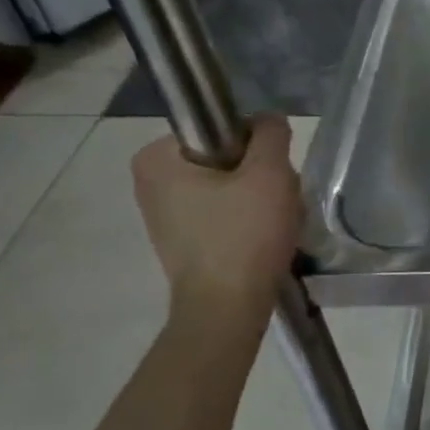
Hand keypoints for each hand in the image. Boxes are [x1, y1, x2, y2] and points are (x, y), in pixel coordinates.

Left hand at [132, 116, 300, 314]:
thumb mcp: (269, 173)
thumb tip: (268, 121)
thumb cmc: (244, 236)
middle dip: (258, 177)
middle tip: (279, 201)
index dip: (255, 147)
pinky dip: (247, 223)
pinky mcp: (181, 242)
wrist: (227, 308)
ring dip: (258, 201)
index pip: (220, 128)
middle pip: (225, 160)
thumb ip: (271, 134)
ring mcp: (164, 215)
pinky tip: (263, 241)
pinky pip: (223, 215)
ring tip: (275, 224)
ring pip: (228, 188)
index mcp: (157, 157)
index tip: (270, 175)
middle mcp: (150, 182)